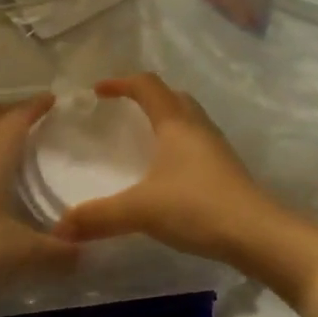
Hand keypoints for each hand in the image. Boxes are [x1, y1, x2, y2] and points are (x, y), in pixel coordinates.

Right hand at [51, 73, 284, 265]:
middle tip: (122, 110)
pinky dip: (178, 142)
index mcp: (175, 122)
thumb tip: (59, 228)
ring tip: (143, 138)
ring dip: (165, 118)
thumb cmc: (197, 207)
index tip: (97, 91)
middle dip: (145, 96)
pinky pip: (196, 141)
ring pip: (187, 117)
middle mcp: (197, 126)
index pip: (146, 85)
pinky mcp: (226, 168)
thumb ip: (99, 217)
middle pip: (171, 96)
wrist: (258, 234)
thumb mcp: (141, 210)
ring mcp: (216, 146)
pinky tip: (168, 170)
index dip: (120, 82)